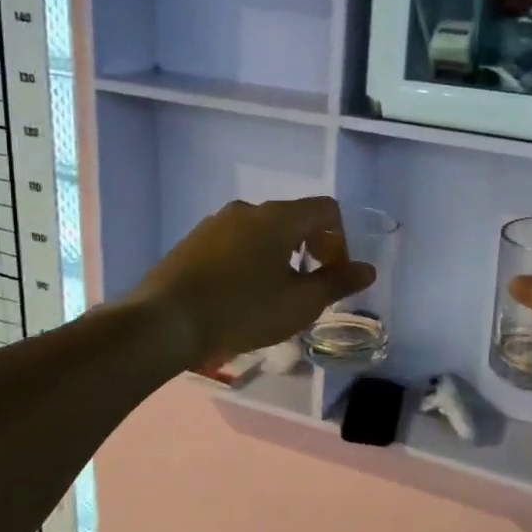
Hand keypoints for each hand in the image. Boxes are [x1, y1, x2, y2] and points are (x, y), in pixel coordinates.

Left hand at [132, 197, 375, 369]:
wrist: (165, 322)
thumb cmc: (242, 311)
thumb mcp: (300, 303)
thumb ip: (338, 283)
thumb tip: (367, 269)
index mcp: (277, 217)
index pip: (326, 209)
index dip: (340, 240)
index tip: (334, 274)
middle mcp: (247, 209)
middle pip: (294, 218)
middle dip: (311, 248)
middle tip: (310, 287)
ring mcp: (215, 223)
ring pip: (262, 232)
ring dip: (280, 256)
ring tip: (275, 294)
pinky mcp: (192, 242)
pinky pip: (235, 243)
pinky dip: (251, 260)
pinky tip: (241, 295)